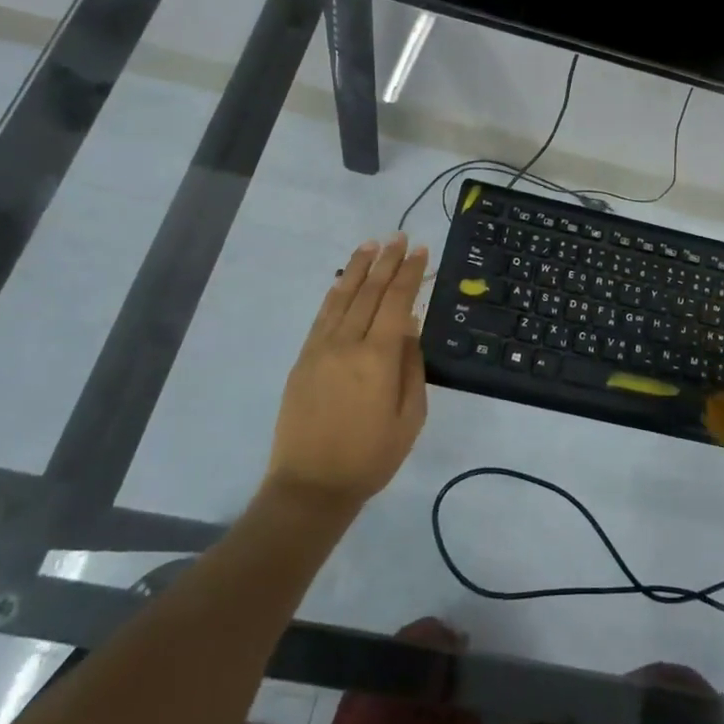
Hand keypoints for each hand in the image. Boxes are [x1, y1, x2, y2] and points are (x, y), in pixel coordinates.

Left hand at [265, 235, 429, 515]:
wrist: (311, 486)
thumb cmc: (372, 456)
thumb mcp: (410, 416)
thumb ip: (411, 366)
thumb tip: (410, 327)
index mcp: (378, 358)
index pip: (397, 302)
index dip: (410, 273)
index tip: (420, 250)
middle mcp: (347, 344)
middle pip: (369, 292)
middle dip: (387, 262)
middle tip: (399, 237)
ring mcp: (320, 349)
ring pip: (342, 297)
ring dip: (358, 268)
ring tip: (371, 245)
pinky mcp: (303, 359)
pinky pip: (322, 316)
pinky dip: (336, 293)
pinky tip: (343, 280)